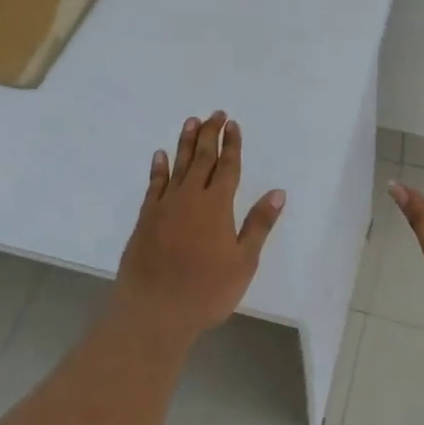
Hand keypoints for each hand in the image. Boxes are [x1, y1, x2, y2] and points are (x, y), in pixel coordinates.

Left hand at [114, 111, 285, 341]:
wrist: (154, 310)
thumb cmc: (206, 291)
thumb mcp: (243, 262)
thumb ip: (258, 225)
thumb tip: (278, 192)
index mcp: (217, 206)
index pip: (227, 167)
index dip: (232, 145)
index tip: (233, 125)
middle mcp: (190, 198)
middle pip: (202, 159)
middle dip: (210, 135)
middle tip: (215, 114)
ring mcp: (165, 206)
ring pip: (178, 165)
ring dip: (186, 142)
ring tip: (191, 122)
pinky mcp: (145, 218)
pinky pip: (154, 185)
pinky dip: (159, 168)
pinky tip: (160, 155)